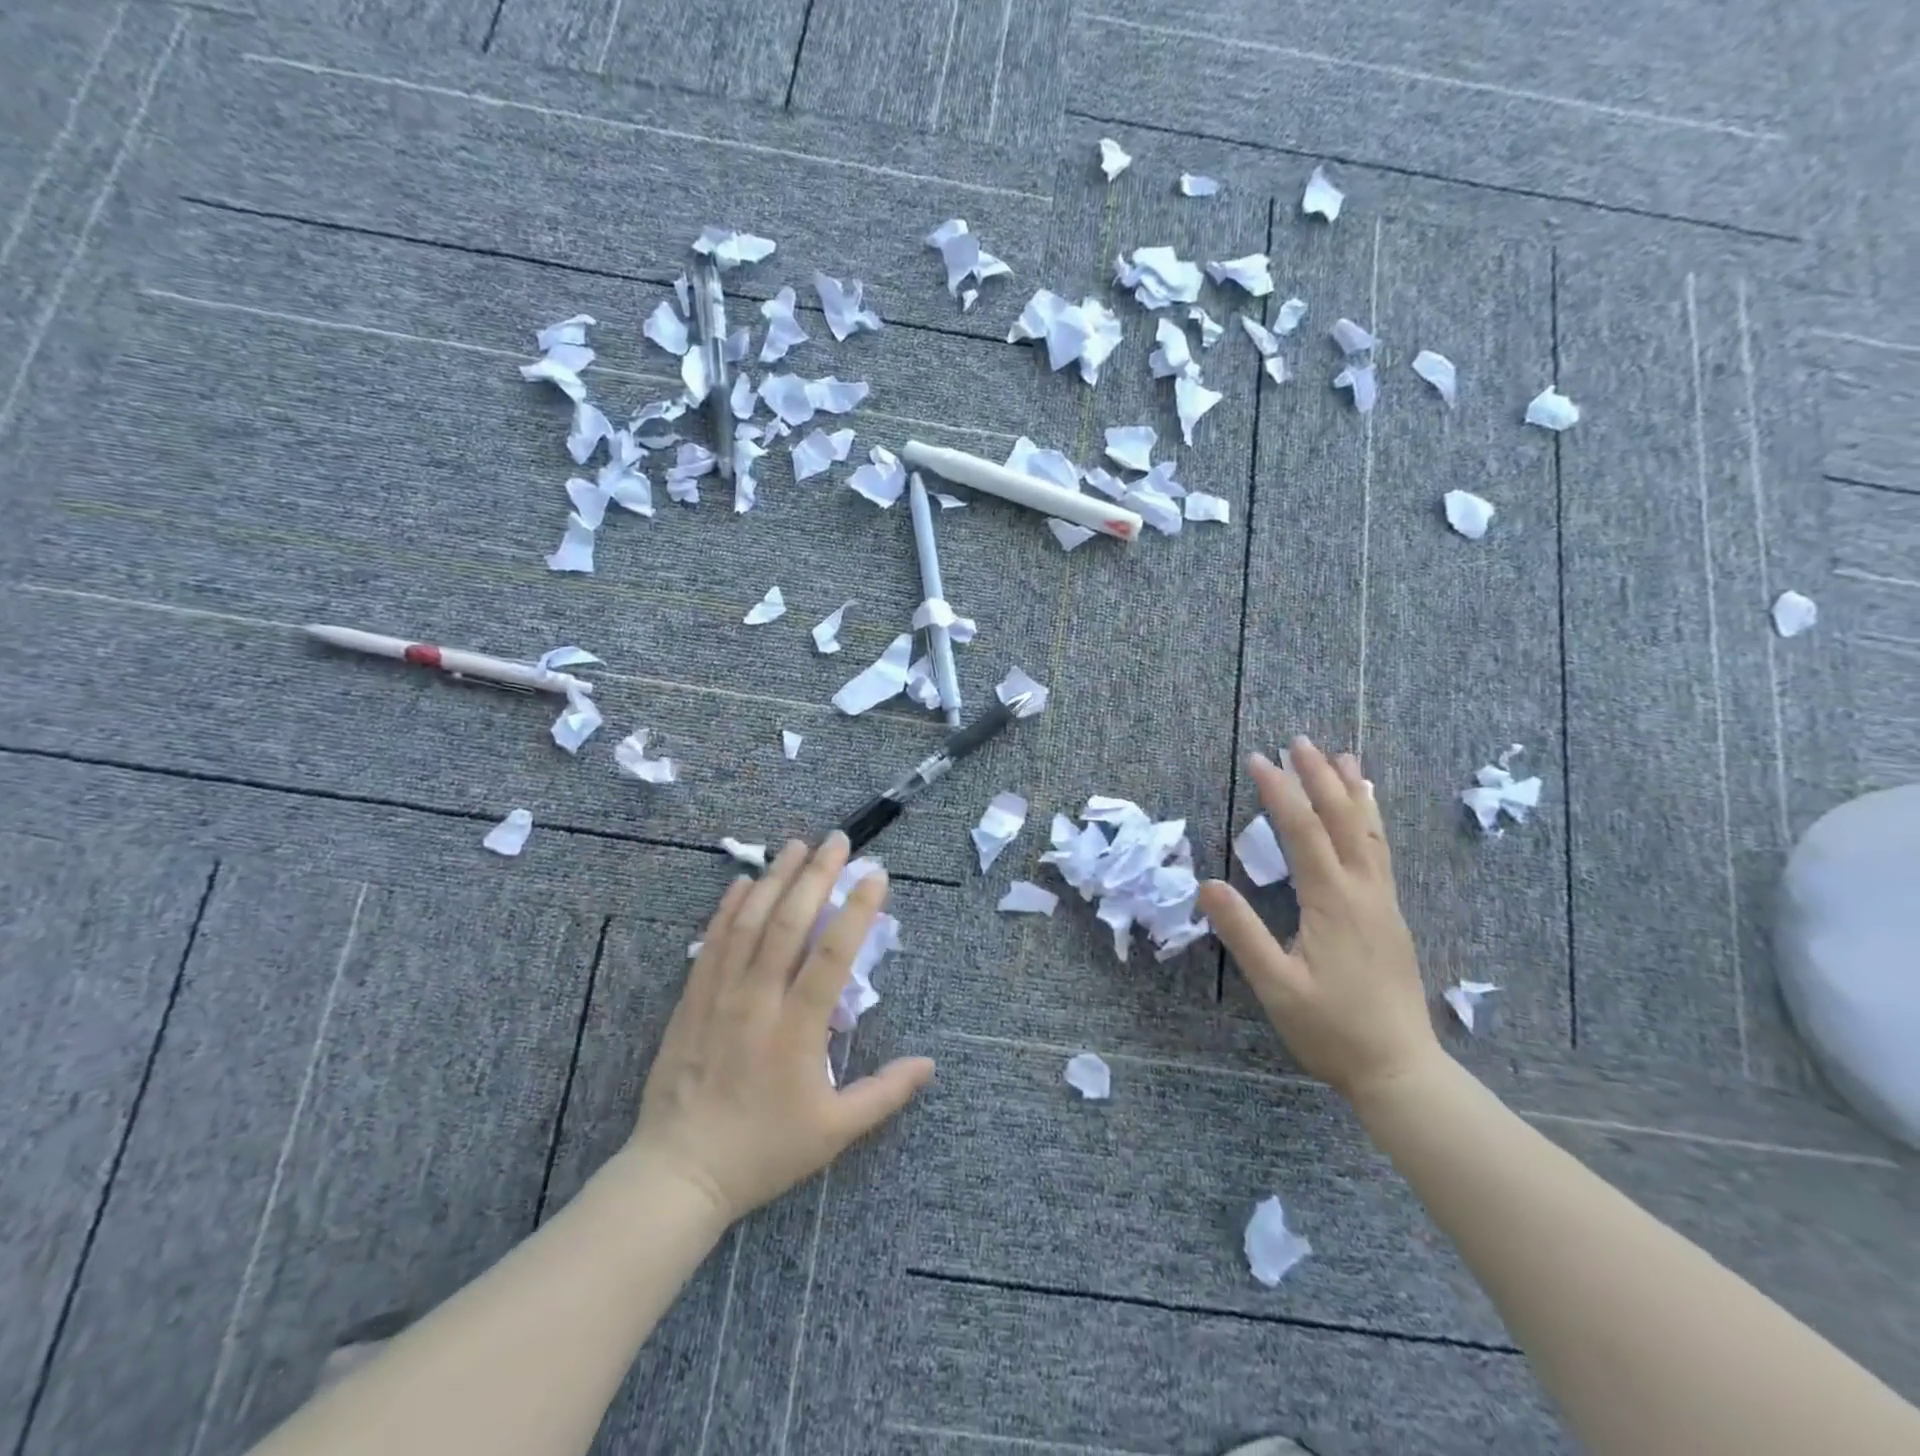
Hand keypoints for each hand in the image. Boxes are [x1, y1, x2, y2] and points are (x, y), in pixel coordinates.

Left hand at [625, 833, 934, 1224]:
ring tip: (796, 845)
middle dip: (816, 875)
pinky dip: (728, 908)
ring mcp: (719, 995)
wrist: (679, 1173)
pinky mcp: (692, 999)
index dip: (856, 911)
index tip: (877, 875)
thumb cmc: (763, 1151)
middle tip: (838, 841)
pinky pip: (712, 942)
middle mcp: (757, 1001)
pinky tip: (742, 882)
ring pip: (749, 923)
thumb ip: (883, 1094)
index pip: (832, 956)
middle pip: (789, 923)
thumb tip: (929, 1064)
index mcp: (797, 1030)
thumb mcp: (834, 1132)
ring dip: (775, 879)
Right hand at [1199, 737, 1440, 1103]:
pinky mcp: (1389, 915)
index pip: (1304, 833)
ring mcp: (1383, 902)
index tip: (1258, 759)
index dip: (1280, 793)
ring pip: (1370, 832)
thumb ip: (1243, 934)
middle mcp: (1364, 892)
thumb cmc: (1331, 1030)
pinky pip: (1380, 851)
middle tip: (1299, 741)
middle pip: (1343, 820)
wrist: (1399, 1069)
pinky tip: (1368, 812)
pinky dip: (1371, 819)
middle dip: (1319, 777)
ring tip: (1342, 756)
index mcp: (1333, 903)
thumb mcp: (1276, 987)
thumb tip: (1206, 885)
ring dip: (1352, 790)